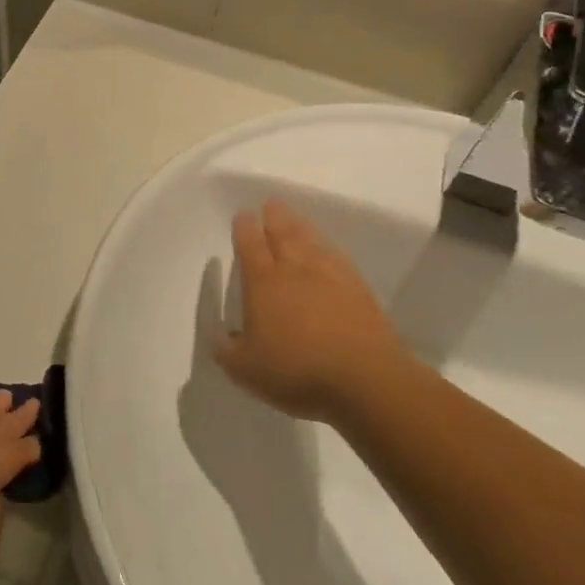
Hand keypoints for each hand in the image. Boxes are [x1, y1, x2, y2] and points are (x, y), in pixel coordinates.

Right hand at [217, 200, 412, 422]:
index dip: (245, 228)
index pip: (250, 244)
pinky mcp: (359, 291)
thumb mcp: (245, 369)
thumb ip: (226, 350)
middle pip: (283, 233)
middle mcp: (295, 270)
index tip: (243, 215)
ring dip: (301, 226)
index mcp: (263, 283)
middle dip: (275, 217)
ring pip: (312, 241)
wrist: (366, 380)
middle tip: (271, 203)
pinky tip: (329, 250)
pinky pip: (338, 258)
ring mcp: (331, 277)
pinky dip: (329, 248)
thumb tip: (218, 335)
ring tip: (295, 218)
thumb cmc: (297, 371)